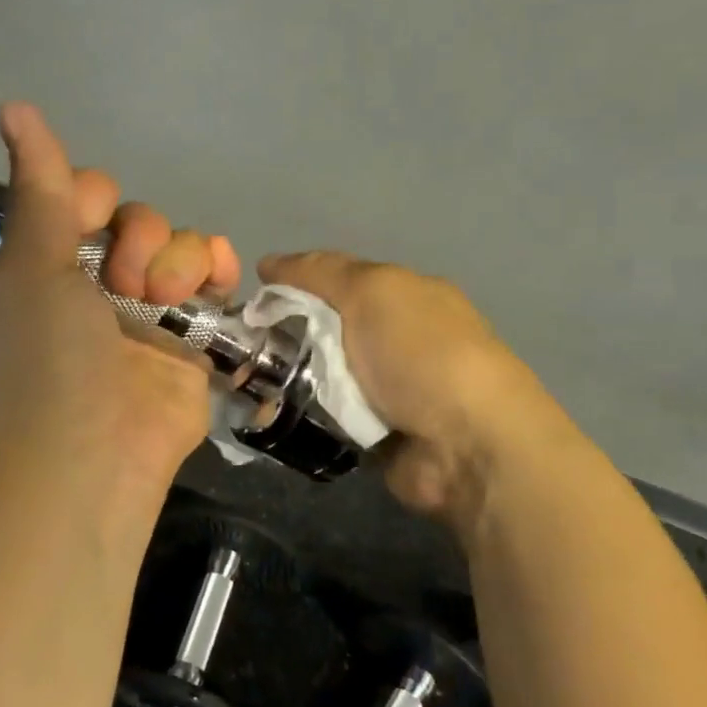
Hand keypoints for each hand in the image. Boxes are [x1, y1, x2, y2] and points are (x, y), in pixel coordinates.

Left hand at [0, 104, 236, 520]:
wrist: (95, 461)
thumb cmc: (52, 361)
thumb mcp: (35, 268)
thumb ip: (38, 188)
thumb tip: (14, 105)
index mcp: (50, 261)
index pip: (84, 194)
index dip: (95, 198)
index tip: (91, 222)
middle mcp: (98, 279)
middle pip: (138, 216)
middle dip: (140, 237)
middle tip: (126, 283)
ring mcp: (148, 308)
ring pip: (178, 243)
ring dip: (177, 257)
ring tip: (166, 299)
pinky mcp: (191, 333)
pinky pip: (212, 277)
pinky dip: (217, 267)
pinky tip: (216, 279)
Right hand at [258, 252, 569, 538]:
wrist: (466, 443)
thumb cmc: (420, 351)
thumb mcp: (371, 290)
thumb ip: (320, 272)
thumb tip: (269, 263)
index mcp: (405, 296)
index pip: (339, 278)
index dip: (295, 282)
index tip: (252, 296)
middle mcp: (399, 339)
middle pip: (327, 328)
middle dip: (286, 335)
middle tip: (241, 347)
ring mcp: (390, 389)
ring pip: (323, 375)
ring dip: (289, 379)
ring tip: (245, 385)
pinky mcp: (377, 435)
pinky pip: (328, 417)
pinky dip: (303, 416)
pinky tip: (268, 415)